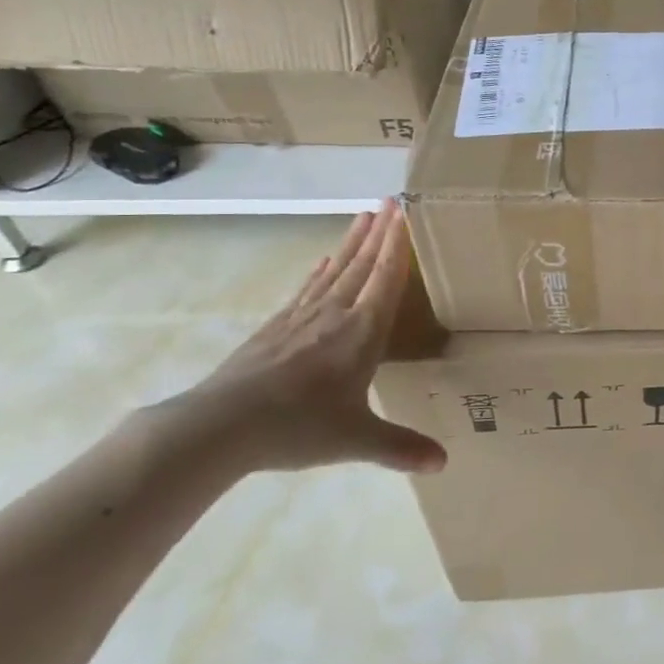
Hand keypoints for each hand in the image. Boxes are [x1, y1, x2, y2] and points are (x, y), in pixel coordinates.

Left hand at [153, 202, 446, 476]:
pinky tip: (323, 261)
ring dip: (352, 242)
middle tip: (391, 201)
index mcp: (363, 332)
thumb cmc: (298, 427)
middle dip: (380, 233)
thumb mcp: (357, 439)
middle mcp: (336, 315)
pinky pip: (307, 289)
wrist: (219, 427)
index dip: (398, 244)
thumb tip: (444, 463)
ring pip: (335, 271)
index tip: (406, 211)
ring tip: (364, 216)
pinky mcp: (275, 329)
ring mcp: (302, 319)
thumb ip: (401, 447)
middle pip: (362, 264)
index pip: (387, 277)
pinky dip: (320, 271)